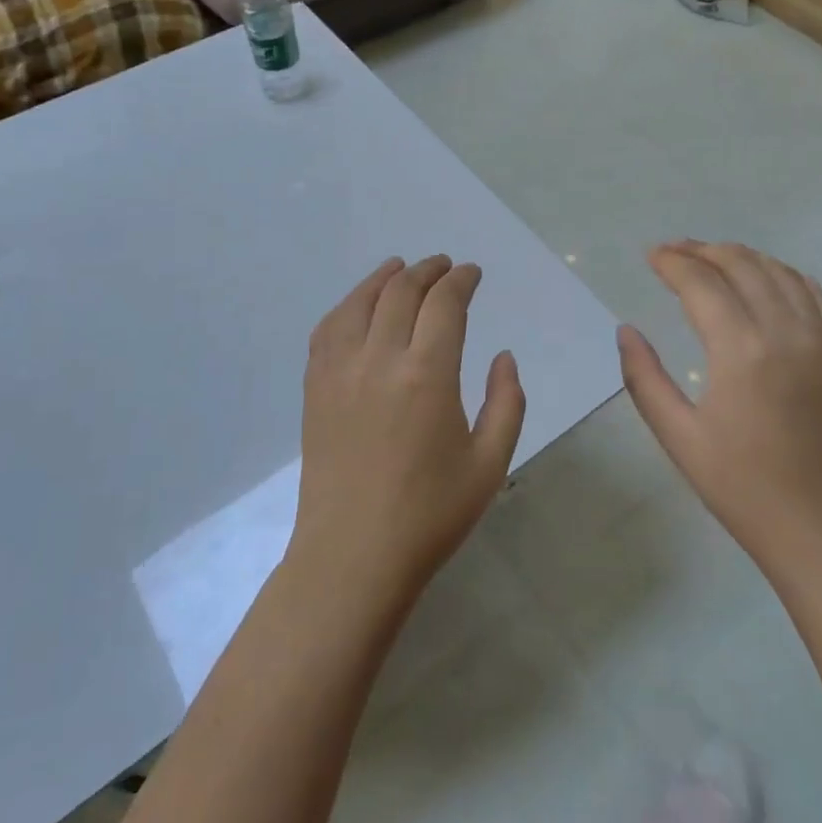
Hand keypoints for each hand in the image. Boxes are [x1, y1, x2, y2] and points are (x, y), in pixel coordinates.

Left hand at [291, 255, 526, 602]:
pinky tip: (358, 306)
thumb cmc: (430, 515)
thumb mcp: (489, 463)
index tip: (473, 274)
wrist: (353, 556)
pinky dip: (347, 305)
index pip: (445, 303)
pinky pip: (328, 329)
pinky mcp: (315, 388)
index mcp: (427, 375)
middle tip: (446, 267)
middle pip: (402, 292)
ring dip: (384, 277)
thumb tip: (503, 356)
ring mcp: (340, 371)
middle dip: (428, 271)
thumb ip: (506, 402)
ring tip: (401, 268)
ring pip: (360, 302)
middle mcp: (379, 359)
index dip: (461, 281)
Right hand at [617, 241, 821, 571]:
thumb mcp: (679, 439)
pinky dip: (788, 276)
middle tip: (674, 251)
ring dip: (745, 257)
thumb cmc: (745, 491)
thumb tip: (626, 331)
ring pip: (783, 274)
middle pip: (743, 266)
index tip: (650, 255)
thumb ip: (645, 379)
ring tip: (715, 257)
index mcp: (741, 351)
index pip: (702, 283)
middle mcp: (787, 333)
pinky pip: (818, 297)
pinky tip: (772, 280)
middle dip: (704, 250)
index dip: (672, 262)